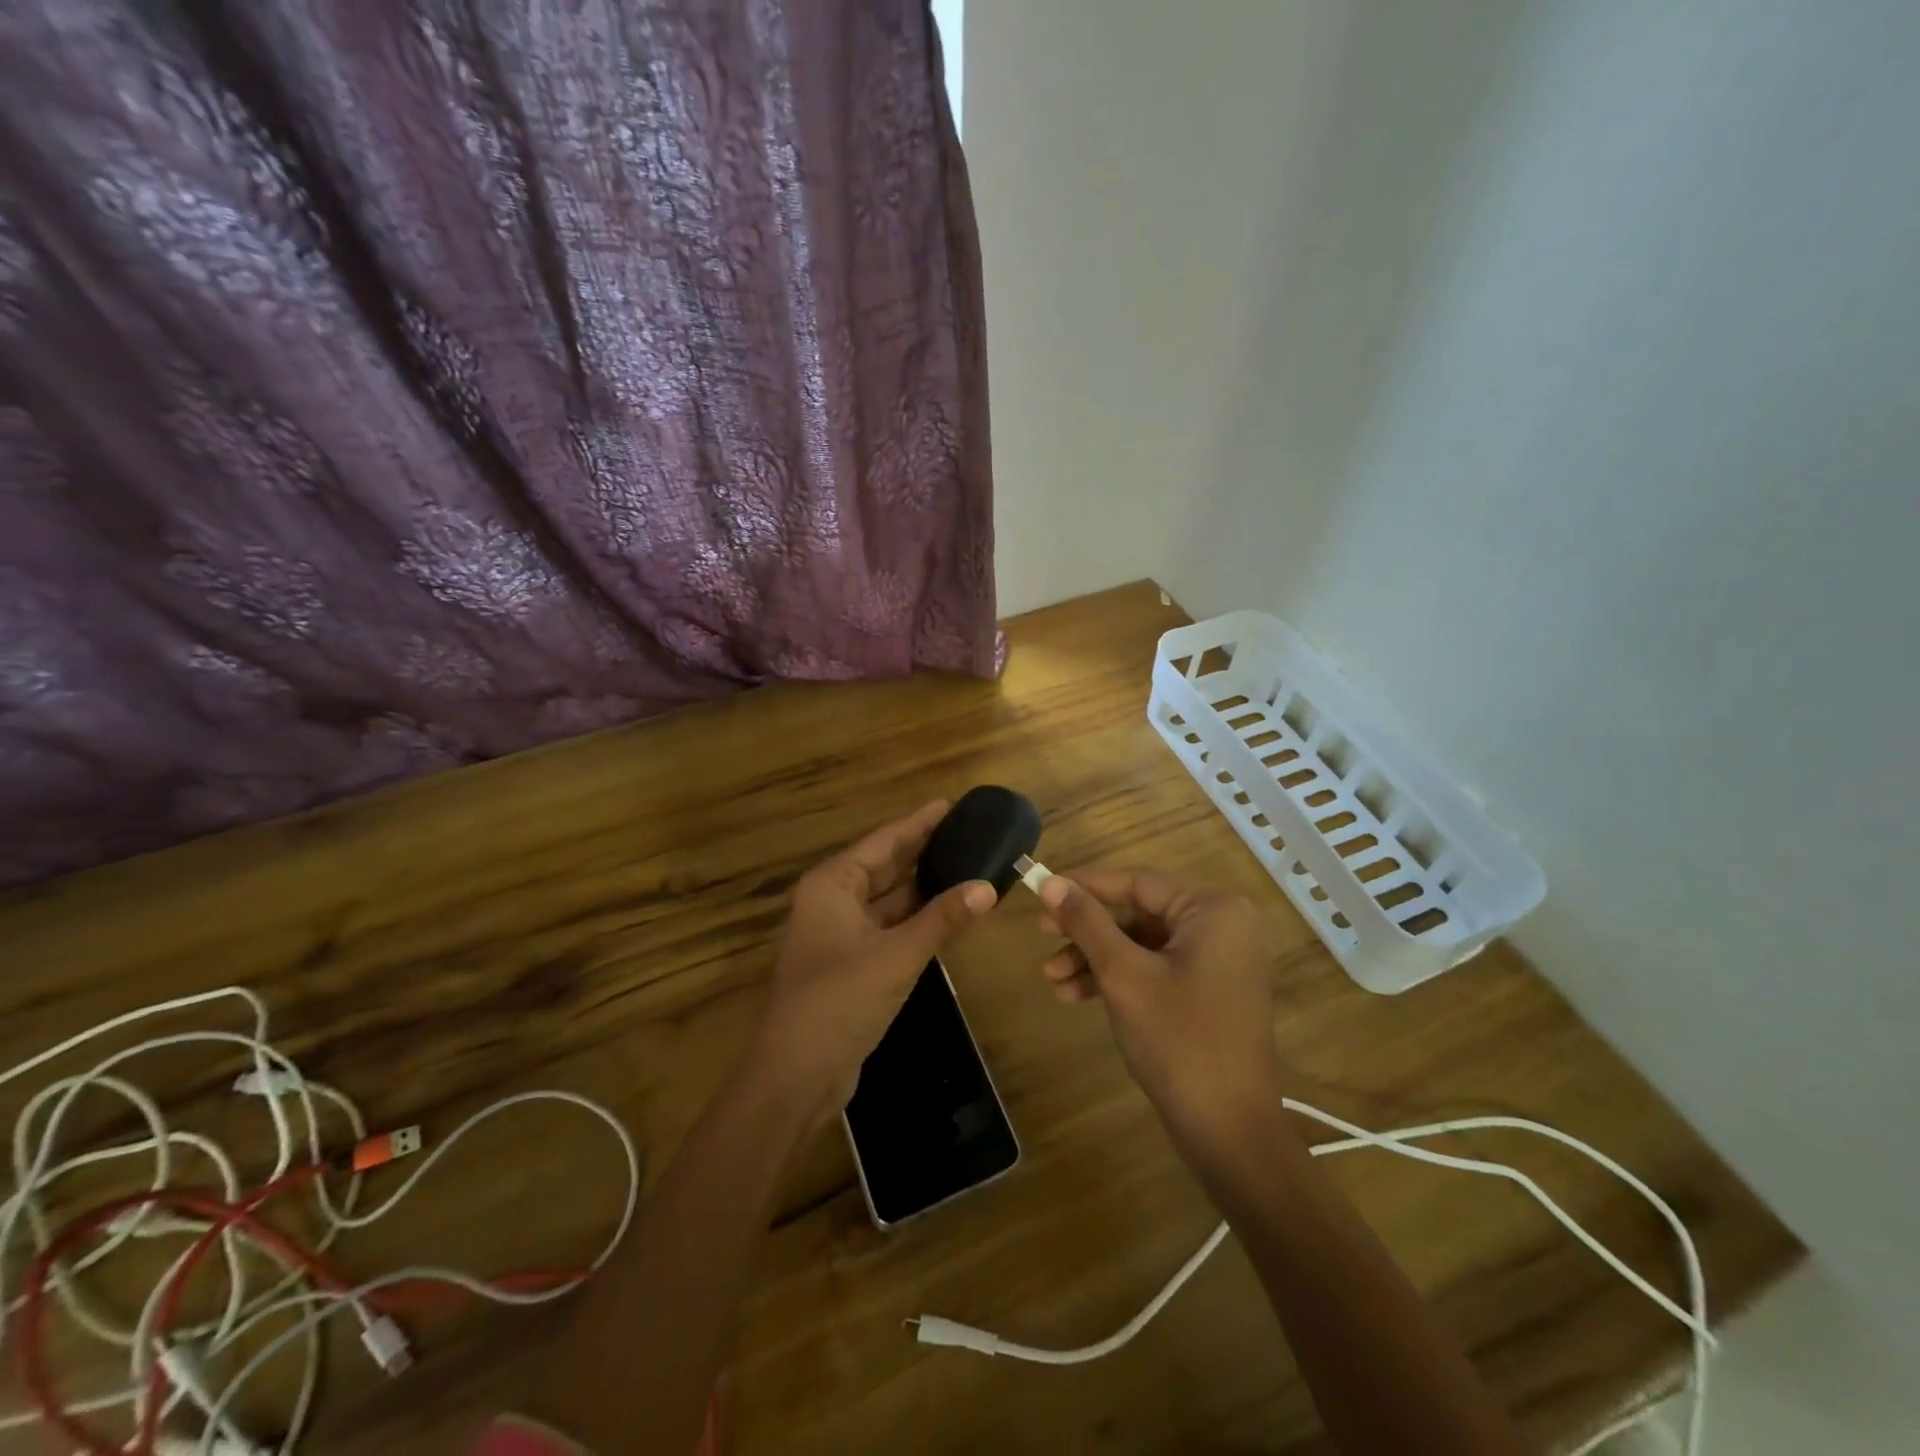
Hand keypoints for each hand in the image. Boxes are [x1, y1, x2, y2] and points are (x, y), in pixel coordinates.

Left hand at [754, 802, 996, 1123]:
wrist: (797, 1074)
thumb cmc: (840, 1000)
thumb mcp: (897, 955)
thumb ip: (942, 919)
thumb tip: (987, 887)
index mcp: (833, 884)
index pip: (884, 841)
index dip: (919, 823)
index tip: (952, 804)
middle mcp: (833, 900)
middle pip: (886, 866)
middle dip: (925, 851)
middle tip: (970, 832)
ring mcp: (841, 932)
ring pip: (889, 898)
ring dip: (924, 886)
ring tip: (968, 865)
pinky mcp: (852, 962)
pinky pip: (890, 926)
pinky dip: (917, 918)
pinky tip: (948, 911)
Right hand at [1037, 869, 1284, 1138]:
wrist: (1231, 1134)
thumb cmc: (1179, 1041)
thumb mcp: (1123, 975)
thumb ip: (1087, 922)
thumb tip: (1050, 883)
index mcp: (1214, 910)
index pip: (1138, 882)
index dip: (1085, 887)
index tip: (1041, 893)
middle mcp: (1222, 925)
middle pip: (1139, 913)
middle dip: (1087, 931)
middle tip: (1041, 935)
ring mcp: (1218, 961)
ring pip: (1142, 944)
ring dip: (1096, 959)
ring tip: (1051, 978)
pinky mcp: (1209, 991)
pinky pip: (1156, 968)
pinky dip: (1118, 978)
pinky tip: (1075, 995)